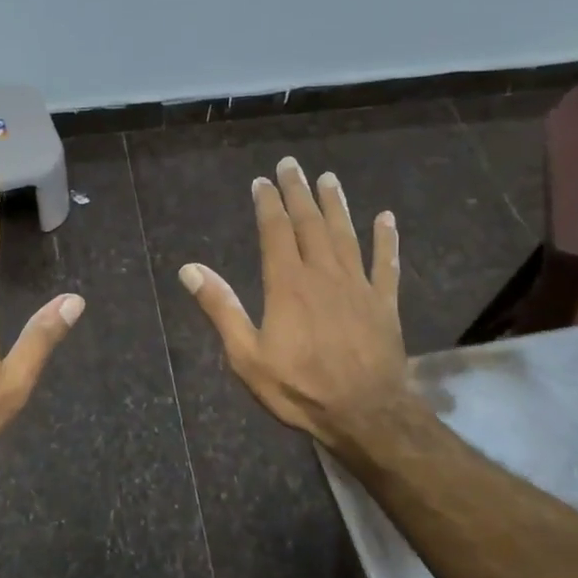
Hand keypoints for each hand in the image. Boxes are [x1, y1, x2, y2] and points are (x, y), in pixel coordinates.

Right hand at [179, 157, 407, 450]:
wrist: (364, 412)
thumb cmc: (299, 387)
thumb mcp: (246, 355)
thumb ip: (221, 309)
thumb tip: (190, 270)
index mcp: (287, 285)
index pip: (275, 232)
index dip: (268, 204)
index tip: (262, 181)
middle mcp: (324, 274)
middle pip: (310, 223)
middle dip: (299, 192)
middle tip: (292, 165)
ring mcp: (358, 286)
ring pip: (346, 235)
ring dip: (336, 205)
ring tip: (329, 179)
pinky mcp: (384, 303)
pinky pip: (386, 264)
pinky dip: (385, 240)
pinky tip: (386, 219)